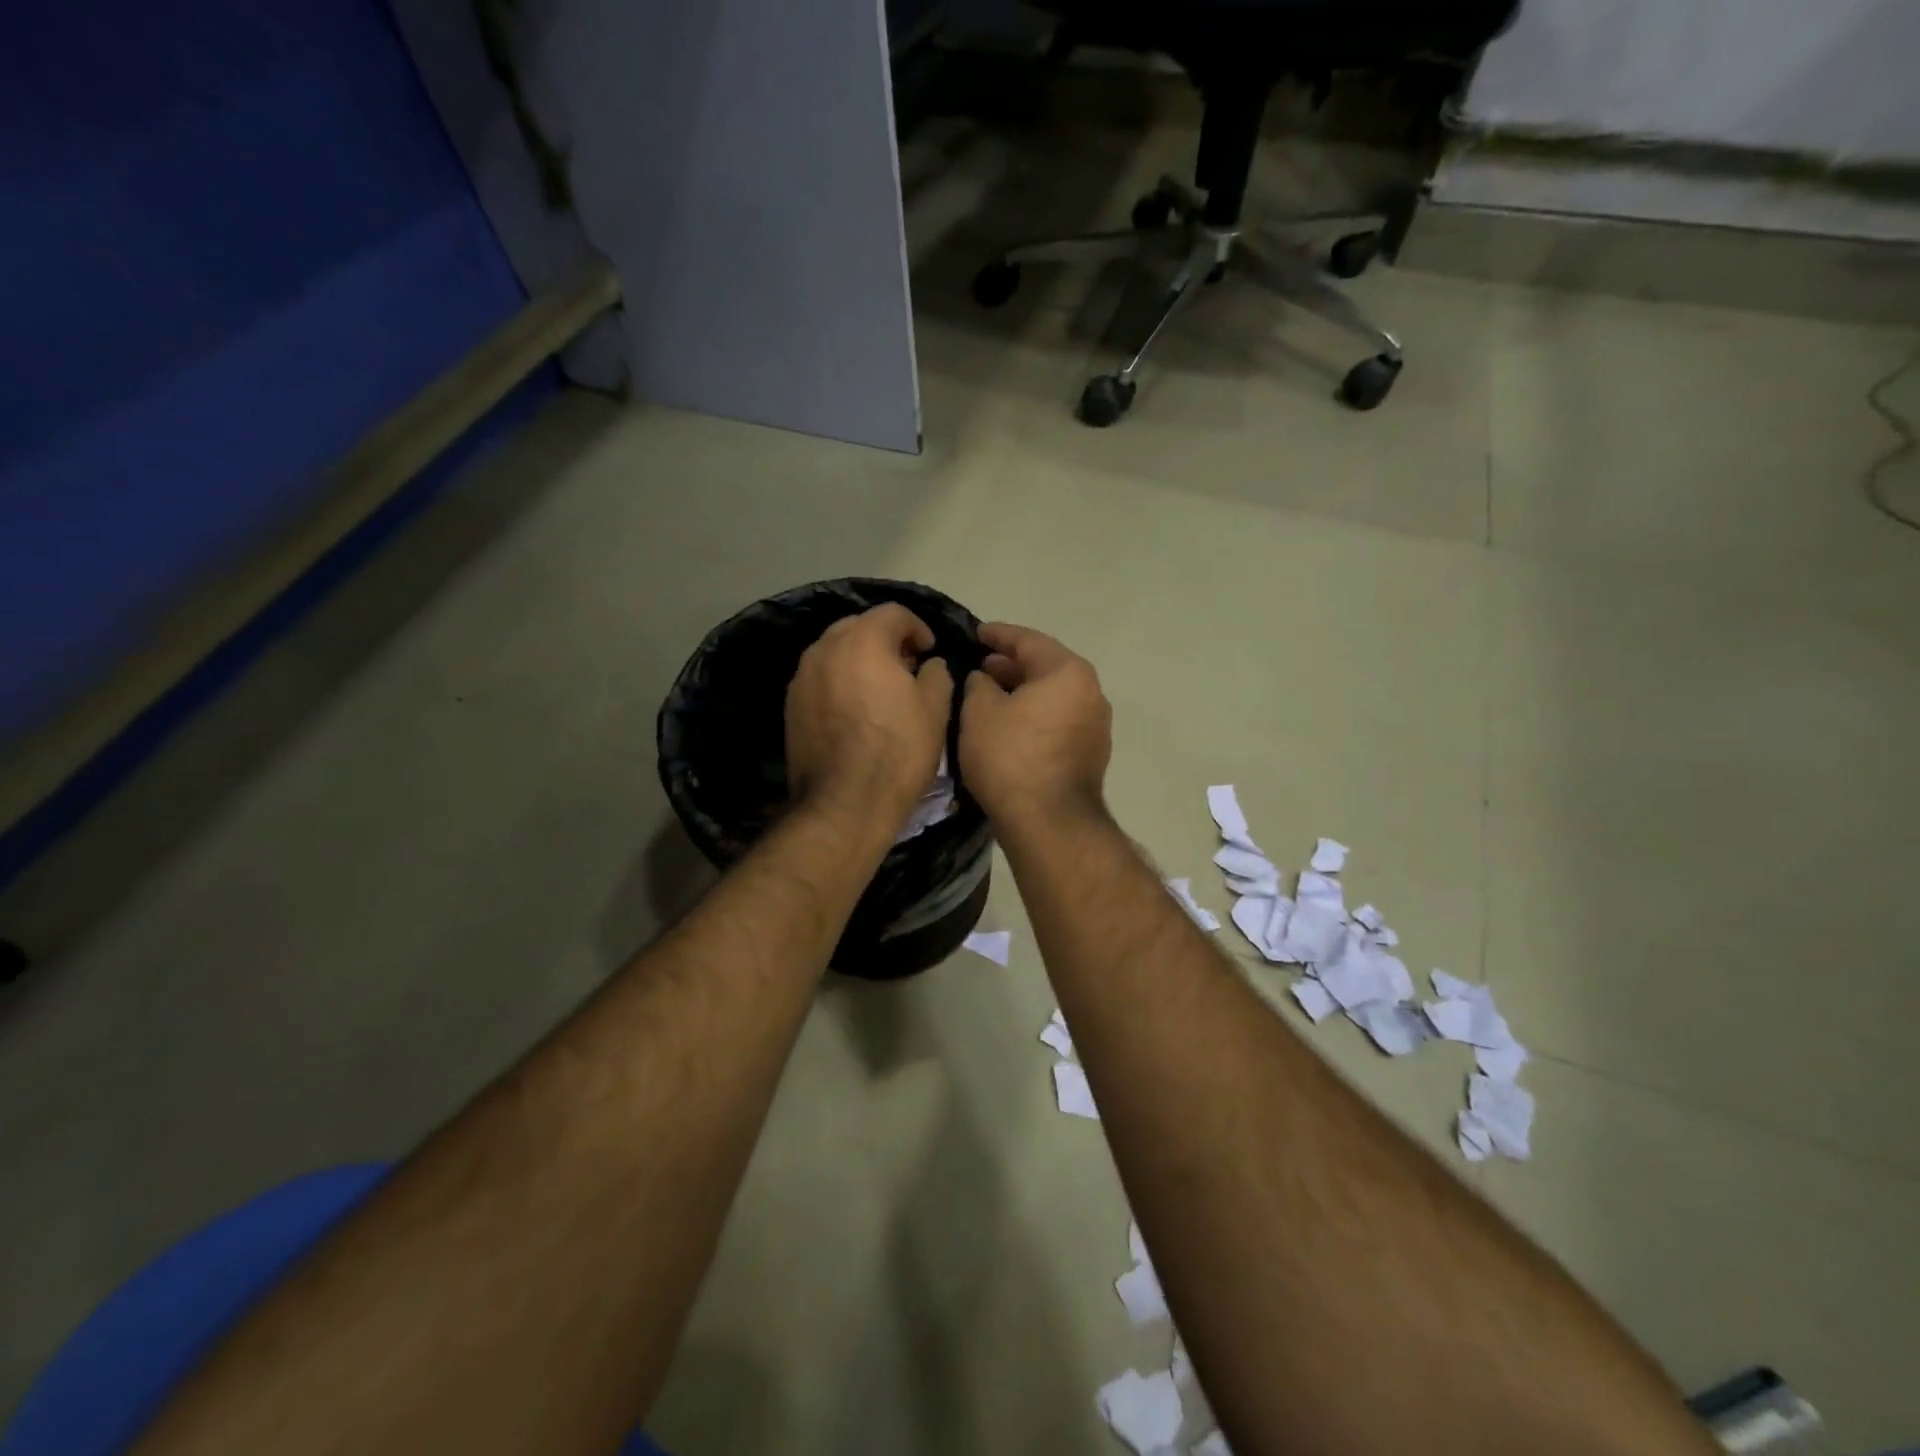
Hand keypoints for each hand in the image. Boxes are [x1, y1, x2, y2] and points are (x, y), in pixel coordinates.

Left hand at [785, 604, 953, 831]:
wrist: (844, 804)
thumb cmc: (898, 751)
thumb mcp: (936, 709)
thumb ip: (937, 674)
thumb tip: (929, 665)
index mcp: (863, 641)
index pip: (894, 613)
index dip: (917, 627)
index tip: (929, 651)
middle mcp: (825, 649)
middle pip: (858, 626)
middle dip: (885, 639)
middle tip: (906, 666)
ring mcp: (802, 677)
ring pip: (835, 651)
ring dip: (860, 659)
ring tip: (880, 688)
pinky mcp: (791, 705)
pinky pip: (821, 678)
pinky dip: (840, 681)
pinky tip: (856, 709)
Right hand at [959, 622, 1111, 828]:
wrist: (1048, 822)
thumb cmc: (1010, 757)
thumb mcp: (979, 711)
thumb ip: (978, 683)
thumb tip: (985, 678)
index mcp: (1068, 672)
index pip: (1028, 641)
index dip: (998, 635)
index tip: (976, 633)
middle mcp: (1091, 693)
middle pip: (1046, 667)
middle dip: (1011, 666)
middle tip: (980, 667)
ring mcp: (1096, 726)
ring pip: (1053, 696)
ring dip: (1023, 693)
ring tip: (990, 697)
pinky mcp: (1091, 755)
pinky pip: (1058, 721)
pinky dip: (1035, 716)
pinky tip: (1010, 726)